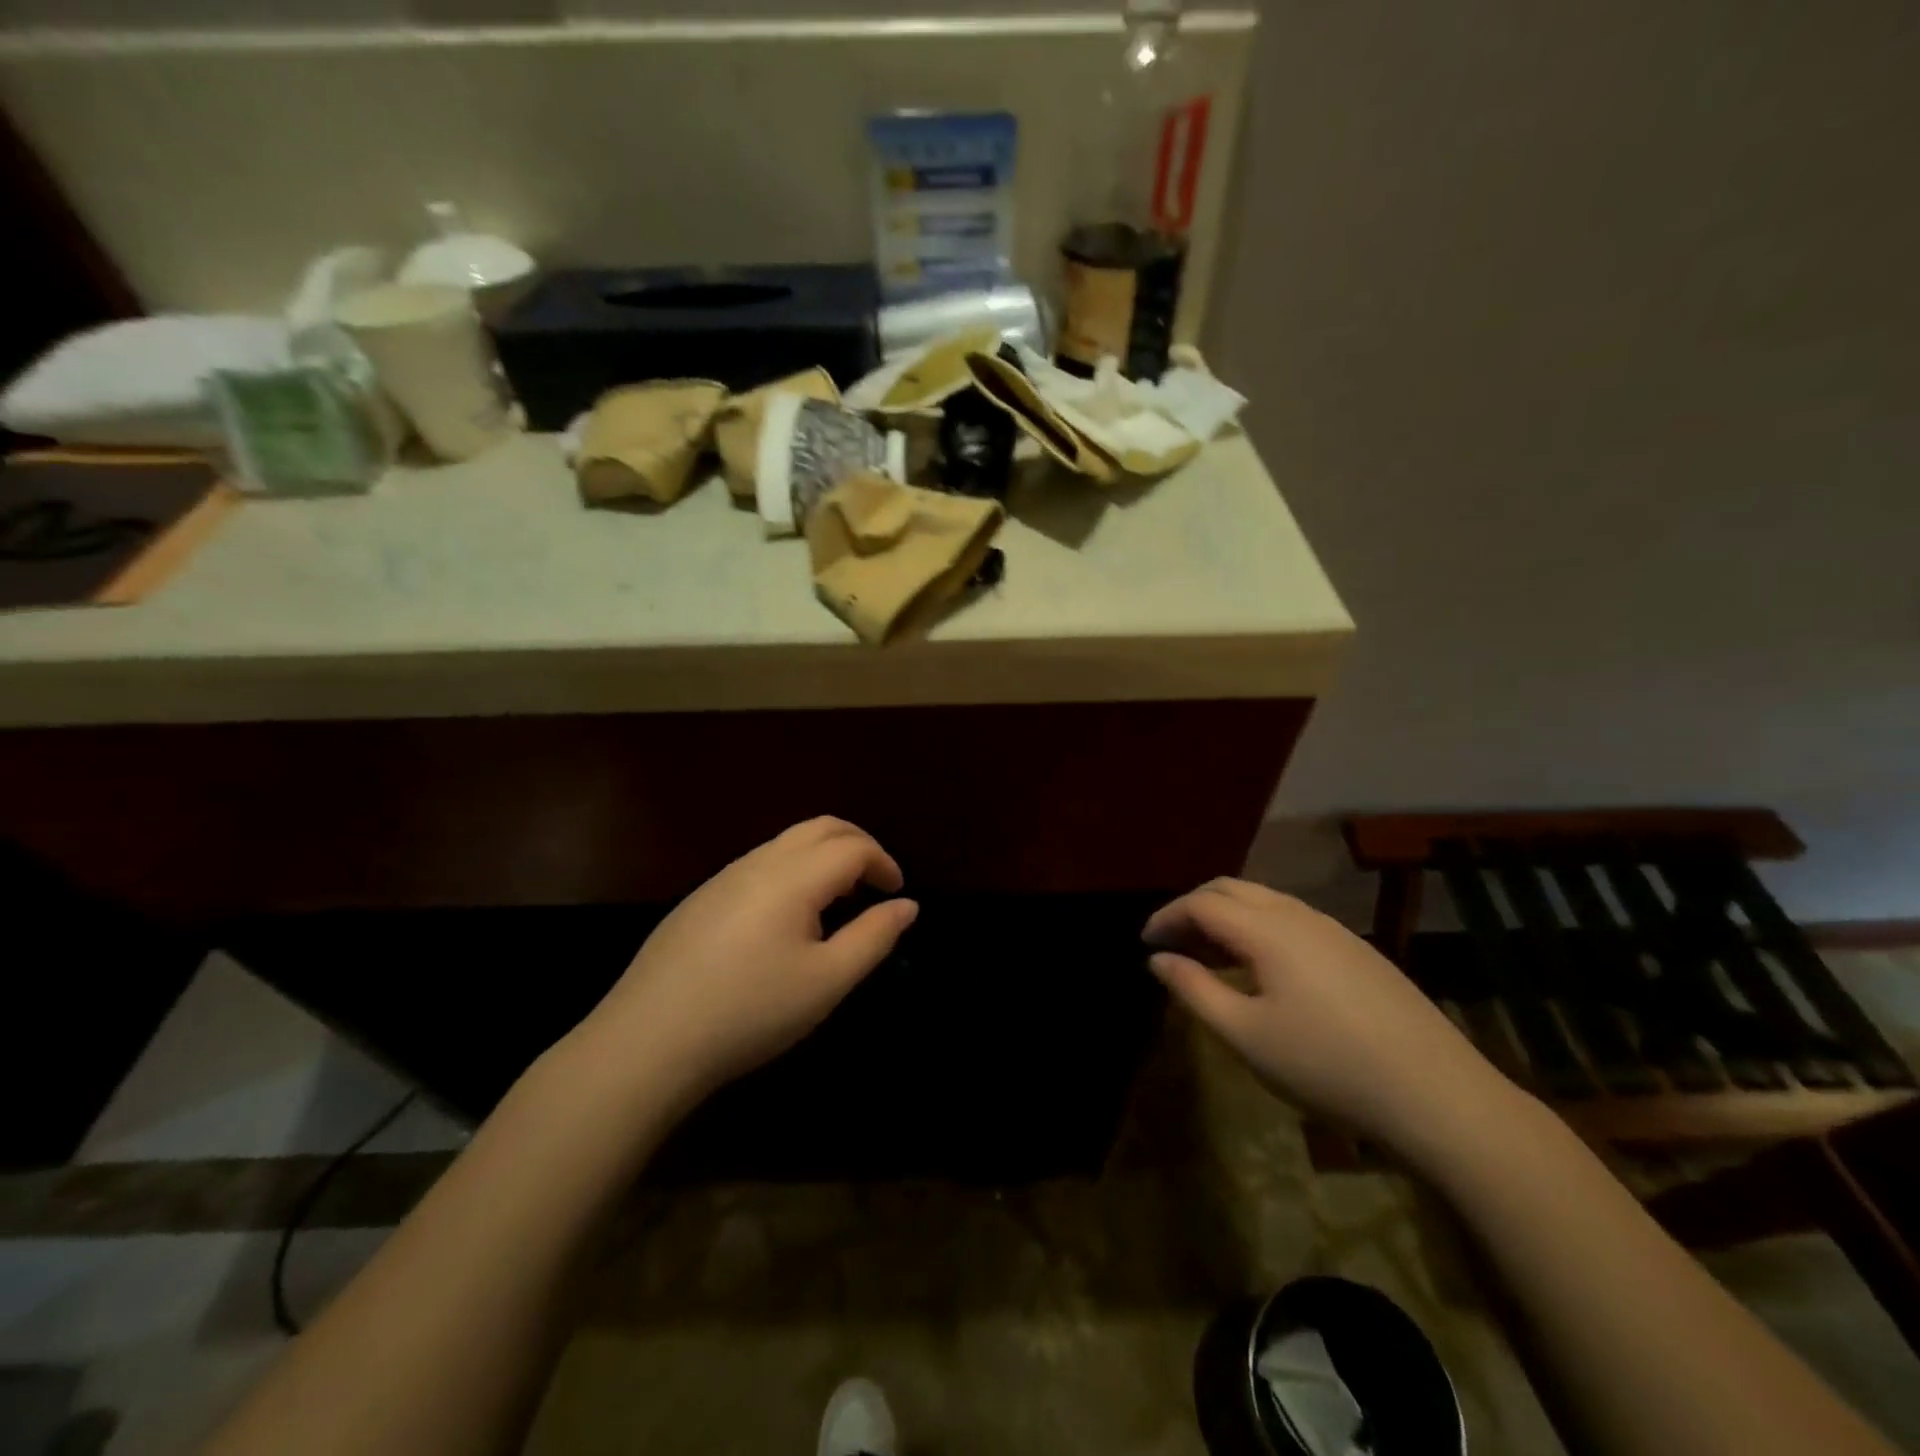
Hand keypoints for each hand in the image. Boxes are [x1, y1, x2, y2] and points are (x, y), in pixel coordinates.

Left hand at [584, 818, 917, 1100]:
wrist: (647, 1041)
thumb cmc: (749, 1011)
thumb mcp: (827, 982)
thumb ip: (874, 937)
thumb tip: (907, 905)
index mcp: (793, 877)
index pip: (852, 847)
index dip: (884, 863)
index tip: (897, 894)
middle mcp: (759, 862)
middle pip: (820, 827)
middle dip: (857, 844)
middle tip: (876, 881)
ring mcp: (724, 877)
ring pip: (787, 842)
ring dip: (824, 856)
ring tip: (838, 899)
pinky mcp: (701, 898)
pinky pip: (760, 863)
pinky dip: (794, 870)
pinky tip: (788, 918)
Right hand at [1144, 879, 1525, 1163]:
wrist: (1437, 1095)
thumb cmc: (1327, 1066)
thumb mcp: (1245, 1035)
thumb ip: (1194, 990)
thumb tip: (1158, 959)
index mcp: (1267, 930)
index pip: (1202, 902)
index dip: (1167, 916)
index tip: (1146, 942)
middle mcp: (1299, 915)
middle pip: (1232, 889)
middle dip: (1194, 908)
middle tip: (1172, 944)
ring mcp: (1334, 930)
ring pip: (1265, 902)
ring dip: (1228, 918)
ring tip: (1209, 957)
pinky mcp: (1358, 950)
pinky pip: (1292, 920)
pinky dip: (1259, 929)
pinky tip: (1261, 970)